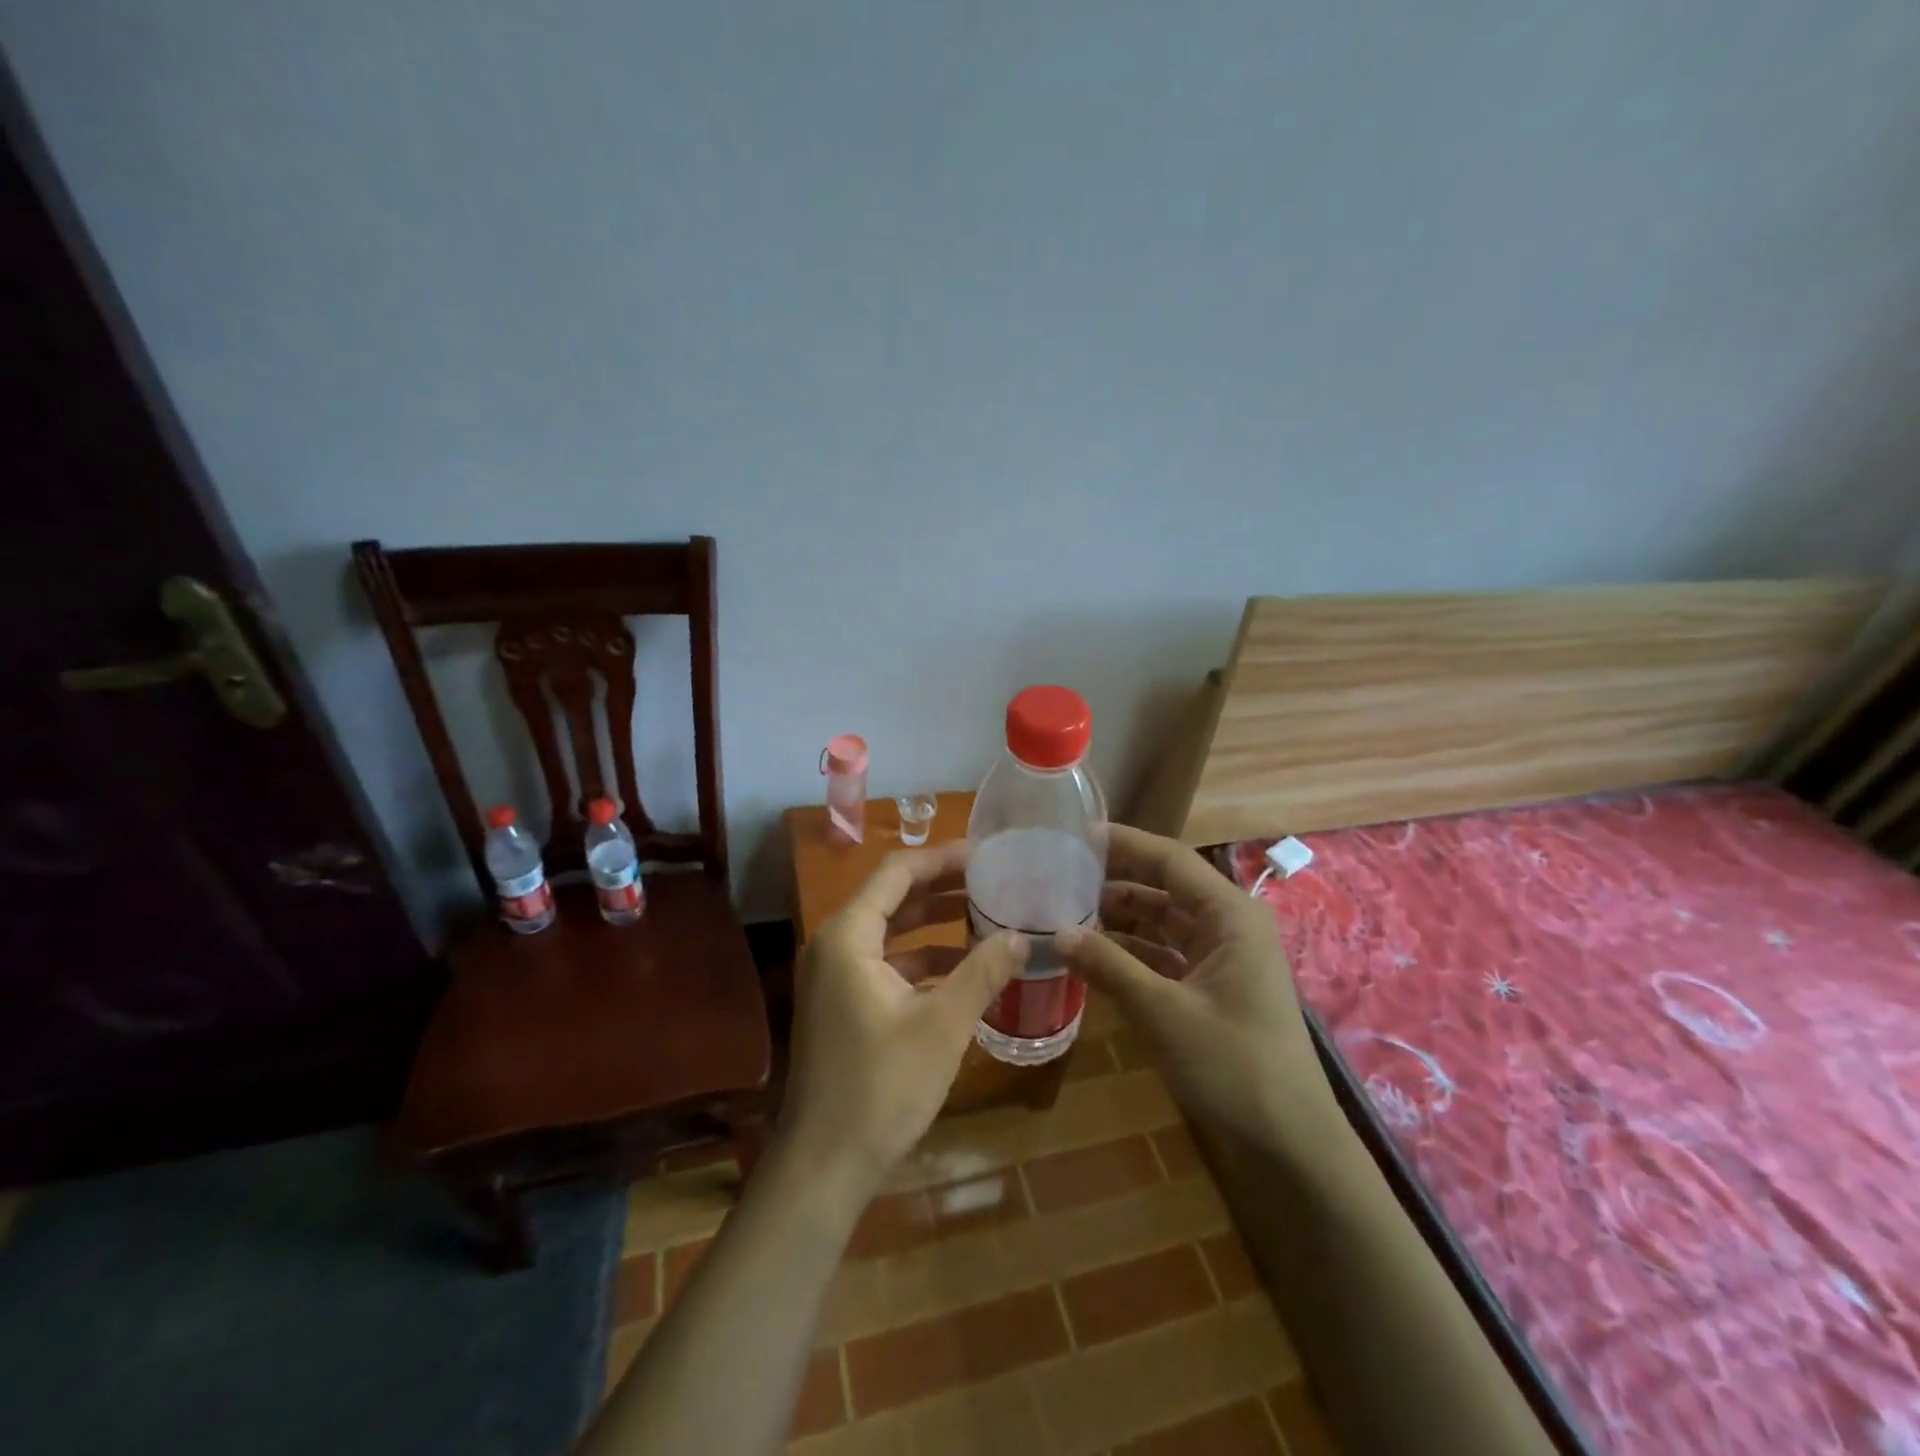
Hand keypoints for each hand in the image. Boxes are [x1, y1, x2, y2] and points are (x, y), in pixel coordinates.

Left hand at [778, 843, 1028, 1193]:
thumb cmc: (882, 1086)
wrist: (825, 1165)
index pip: (897, 873)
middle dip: (943, 888)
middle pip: (893, 898)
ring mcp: (837, 977)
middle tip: (994, 880)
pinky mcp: (844, 1005)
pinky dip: (923, 960)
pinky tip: (964, 969)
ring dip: (936, 925)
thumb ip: (983, 973)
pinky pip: (887, 965)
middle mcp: (836, 945)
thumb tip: (1022, 937)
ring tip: (988, 916)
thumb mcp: (943, 1025)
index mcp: (849, 936)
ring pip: (892, 933)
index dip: (942, 859)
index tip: (985, 855)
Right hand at [1058, 825, 1327, 1146]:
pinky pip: (1166, 956)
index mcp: (1230, 915)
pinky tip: (1093, 957)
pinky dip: (1132, 953)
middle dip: (1115, 880)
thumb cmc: (1233, 1066)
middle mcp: (1229, 926)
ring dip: (1120, 919)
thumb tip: (1055, 933)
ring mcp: (1223, 959)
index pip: (1169, 859)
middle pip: (1165, 887)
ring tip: (1067, 912)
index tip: (1076, 835)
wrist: (1290, 1146)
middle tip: (1061, 874)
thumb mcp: (1163, 1013)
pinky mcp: (1213, 989)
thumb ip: (1109, 967)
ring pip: (1163, 923)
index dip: (1123, 843)